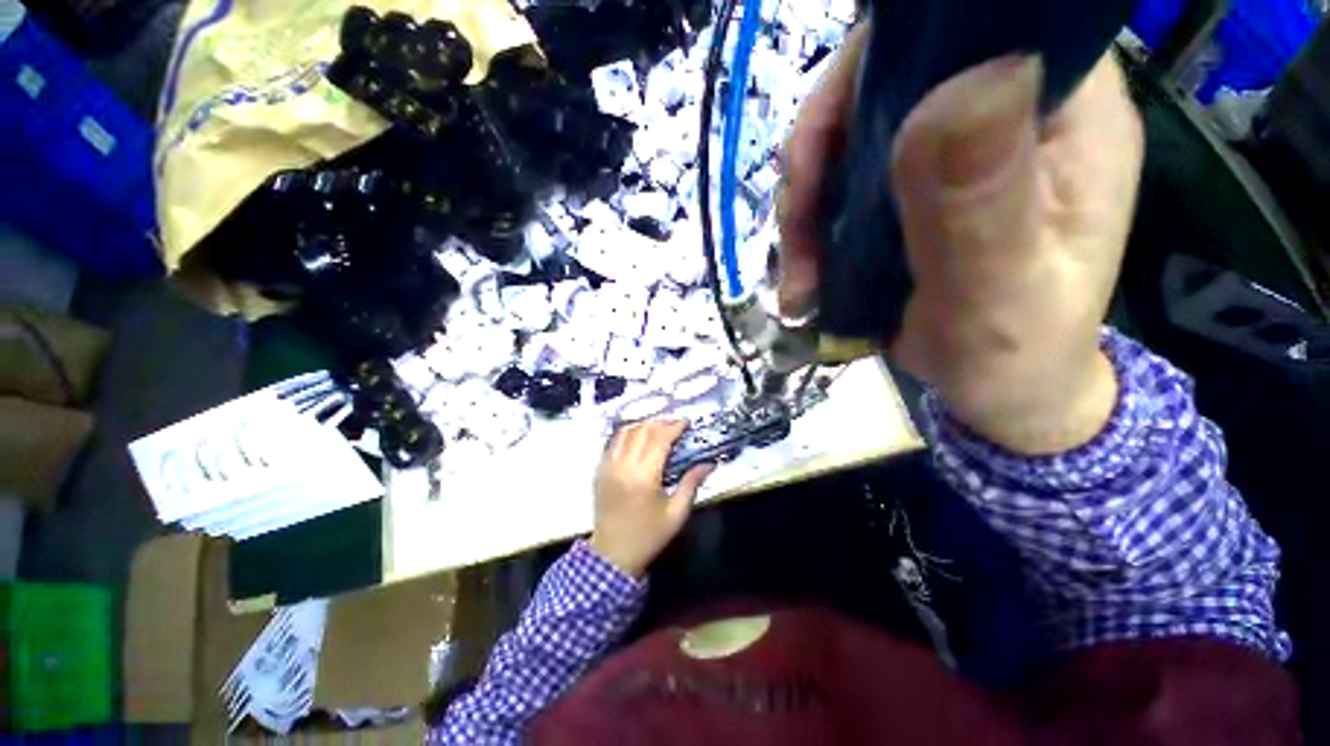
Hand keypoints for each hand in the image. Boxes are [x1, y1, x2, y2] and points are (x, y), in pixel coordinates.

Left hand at [590, 420, 712, 577]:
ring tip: (658, 427)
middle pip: (642, 430)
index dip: (674, 426)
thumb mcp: (677, 513)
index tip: (686, 422)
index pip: (659, 439)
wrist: (612, 555)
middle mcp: (623, 466)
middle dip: (660, 422)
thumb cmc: (649, 536)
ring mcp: (607, 466)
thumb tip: (709, 463)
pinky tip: (638, 437)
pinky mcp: (599, 470)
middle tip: (675, 424)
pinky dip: (627, 434)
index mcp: (644, 477)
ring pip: (625, 432)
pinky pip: (612, 442)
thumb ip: (692, 484)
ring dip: (643, 425)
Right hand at [779, 27, 1143, 453]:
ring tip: (798, 281)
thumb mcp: (1000, 292)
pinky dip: (806, 233)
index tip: (826, 141)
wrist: (997, 393)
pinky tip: (802, 283)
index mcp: (1061, 112)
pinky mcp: (905, 196)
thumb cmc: (1015, 354)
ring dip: (803, 209)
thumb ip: (980, 205)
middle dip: (817, 157)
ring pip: (843, 141)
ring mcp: (945, 156)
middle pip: (881, 83)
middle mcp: (1001, 112)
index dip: (883, 61)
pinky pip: (835, 188)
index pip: (968, 27)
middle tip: (796, 229)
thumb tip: (962, 86)